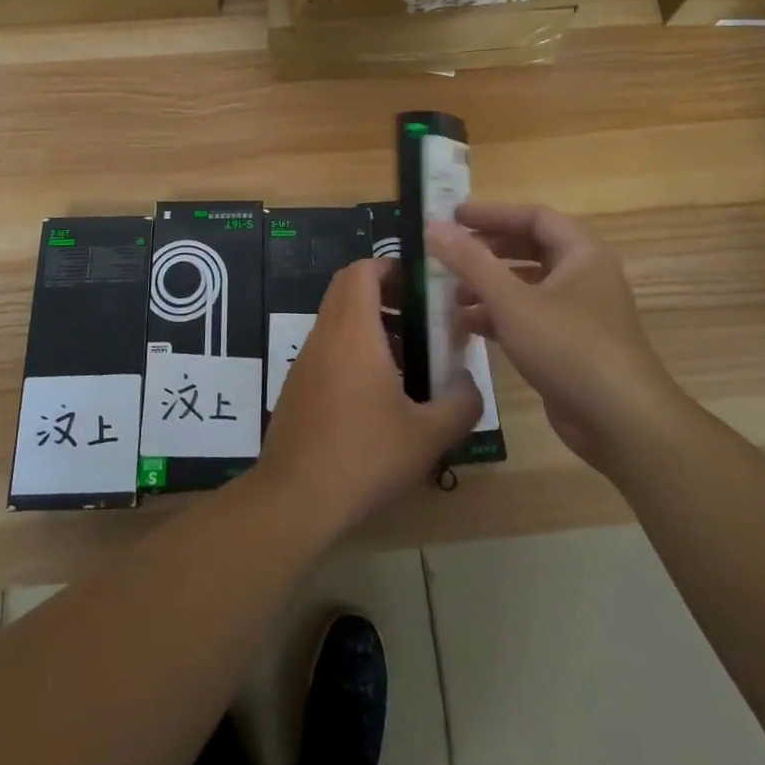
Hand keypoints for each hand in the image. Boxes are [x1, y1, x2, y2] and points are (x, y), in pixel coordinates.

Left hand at [258, 258, 481, 535]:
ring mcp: (305, 361)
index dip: (391, 267)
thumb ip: (460, 404)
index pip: (362, 270)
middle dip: (384, 293)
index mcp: (353, 331)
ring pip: (337, 320)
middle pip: (347, 289)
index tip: (420, 285)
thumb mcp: (428, 435)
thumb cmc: (365, 455)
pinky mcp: (297, 387)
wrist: (295, 498)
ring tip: (407, 359)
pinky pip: (327, 350)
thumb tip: (469, 384)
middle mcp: (325, 336)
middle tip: (419, 318)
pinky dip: (353, 352)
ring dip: (370, 325)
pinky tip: (378, 396)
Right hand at [426, 204, 685, 472]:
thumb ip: (470, 262)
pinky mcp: (572, 346)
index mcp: (581, 253)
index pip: (533, 217)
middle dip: (488, 251)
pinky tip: (468, 326)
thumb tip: (433, 225)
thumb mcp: (512, 301)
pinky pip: (530, 317)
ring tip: (451, 295)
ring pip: (528, 286)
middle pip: (530, 249)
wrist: (623, 424)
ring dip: (489, 286)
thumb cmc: (569, 347)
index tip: (453, 217)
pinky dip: (501, 316)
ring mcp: (580, 313)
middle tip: (449, 254)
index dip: (492, 214)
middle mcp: (585, 276)